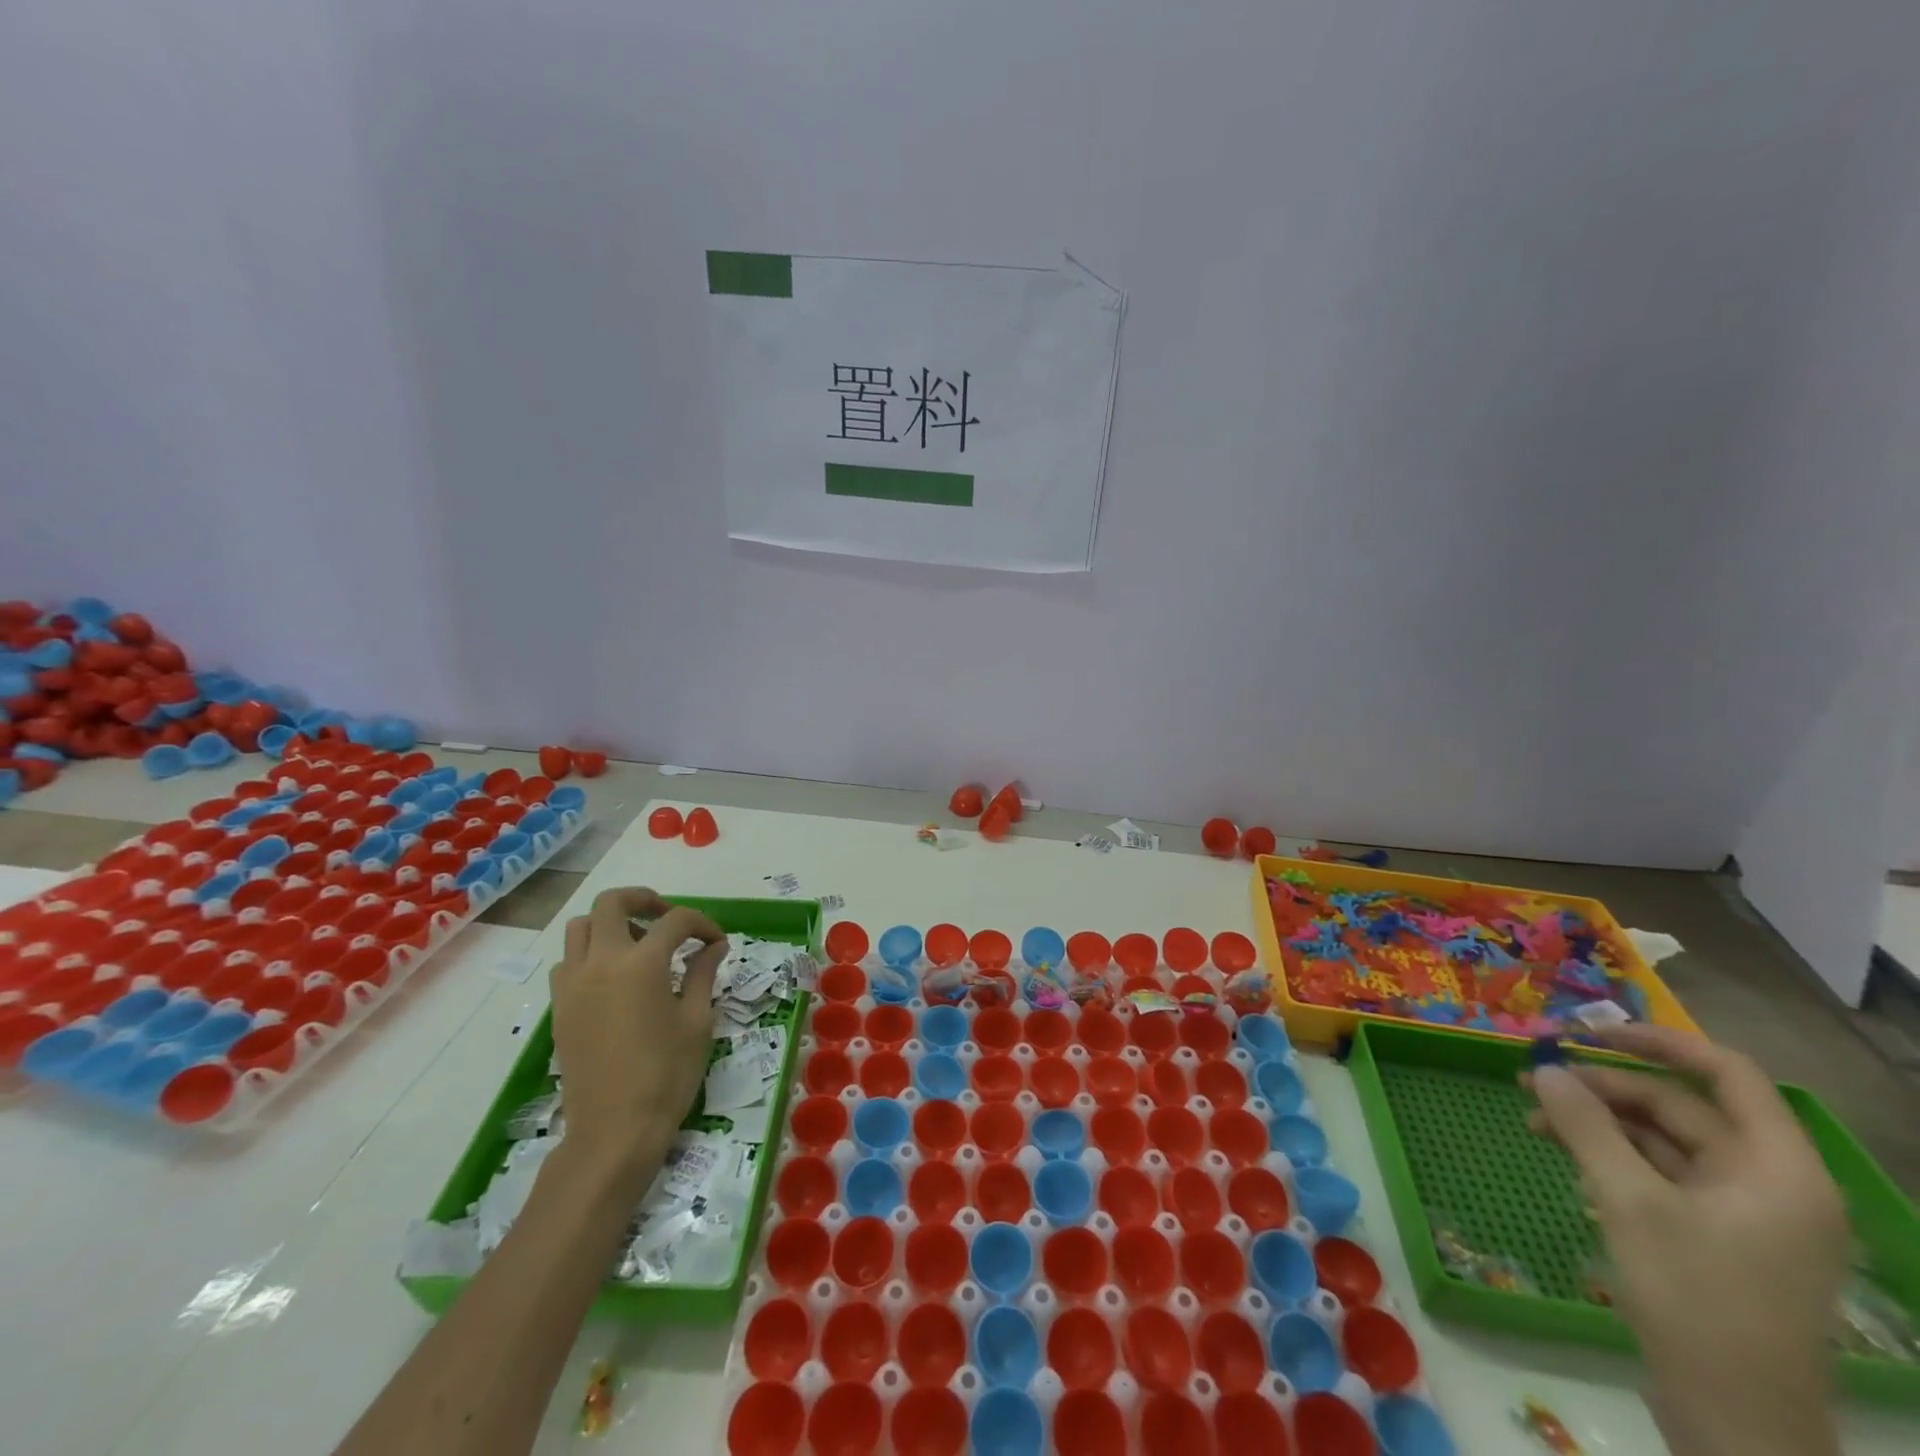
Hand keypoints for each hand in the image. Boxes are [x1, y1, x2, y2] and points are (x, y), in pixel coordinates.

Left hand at [551, 888, 724, 1185]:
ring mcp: (573, 985)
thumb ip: (703, 974)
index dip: (702, 924)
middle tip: (666, 918)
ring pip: (580, 928)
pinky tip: (614, 979)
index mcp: (641, 964)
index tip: (716, 942)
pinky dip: (590, 955)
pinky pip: (568, 962)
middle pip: (611, 903)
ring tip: (637, 944)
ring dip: (610, 924)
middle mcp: (600, 962)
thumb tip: (713, 946)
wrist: (613, 1132)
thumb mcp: (697, 1021)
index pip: (675, 921)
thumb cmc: (666, 1075)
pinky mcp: (560, 1008)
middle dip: (643, 900)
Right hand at [1527, 1024, 1845, 1455]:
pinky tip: (1562, 1153)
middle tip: (1534, 1079)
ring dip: (1597, 1121)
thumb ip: (1586, 1126)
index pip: (1728, 1074)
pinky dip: (1609, 1155)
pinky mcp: (1715, 1238)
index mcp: (1778, 1169)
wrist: (1735, 1424)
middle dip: (1604, 1088)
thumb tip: (1546, 1067)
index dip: (1658, 1041)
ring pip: (1662, 1140)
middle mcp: (1769, 1182)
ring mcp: (1743, 1214)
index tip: (1588, 1031)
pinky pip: (1658, 1174)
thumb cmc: (1696, 1301)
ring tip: (1532, 1116)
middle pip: (1681, 1107)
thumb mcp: (1630, 1203)